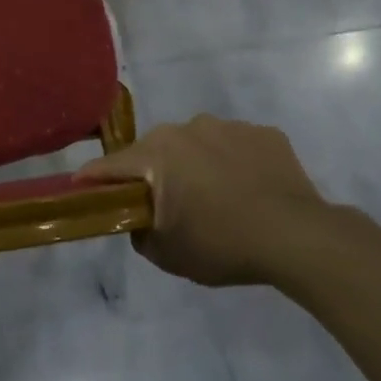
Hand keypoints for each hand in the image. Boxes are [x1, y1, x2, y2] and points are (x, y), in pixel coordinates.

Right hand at [78, 116, 350, 288]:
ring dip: (195, 165)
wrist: (298, 238)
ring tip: (215, 199)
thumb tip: (138, 219)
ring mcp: (229, 127)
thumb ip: (138, 232)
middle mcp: (187, 127)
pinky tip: (248, 191)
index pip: (111, 165)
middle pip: (155, 151)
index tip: (81, 189)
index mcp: (157, 153)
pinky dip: (233, 164)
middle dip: (153, 174)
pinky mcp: (265, 134)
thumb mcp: (166, 253)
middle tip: (165, 206)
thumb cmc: (222, 244)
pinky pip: (235, 147)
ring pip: (197, 145)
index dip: (93, 179)